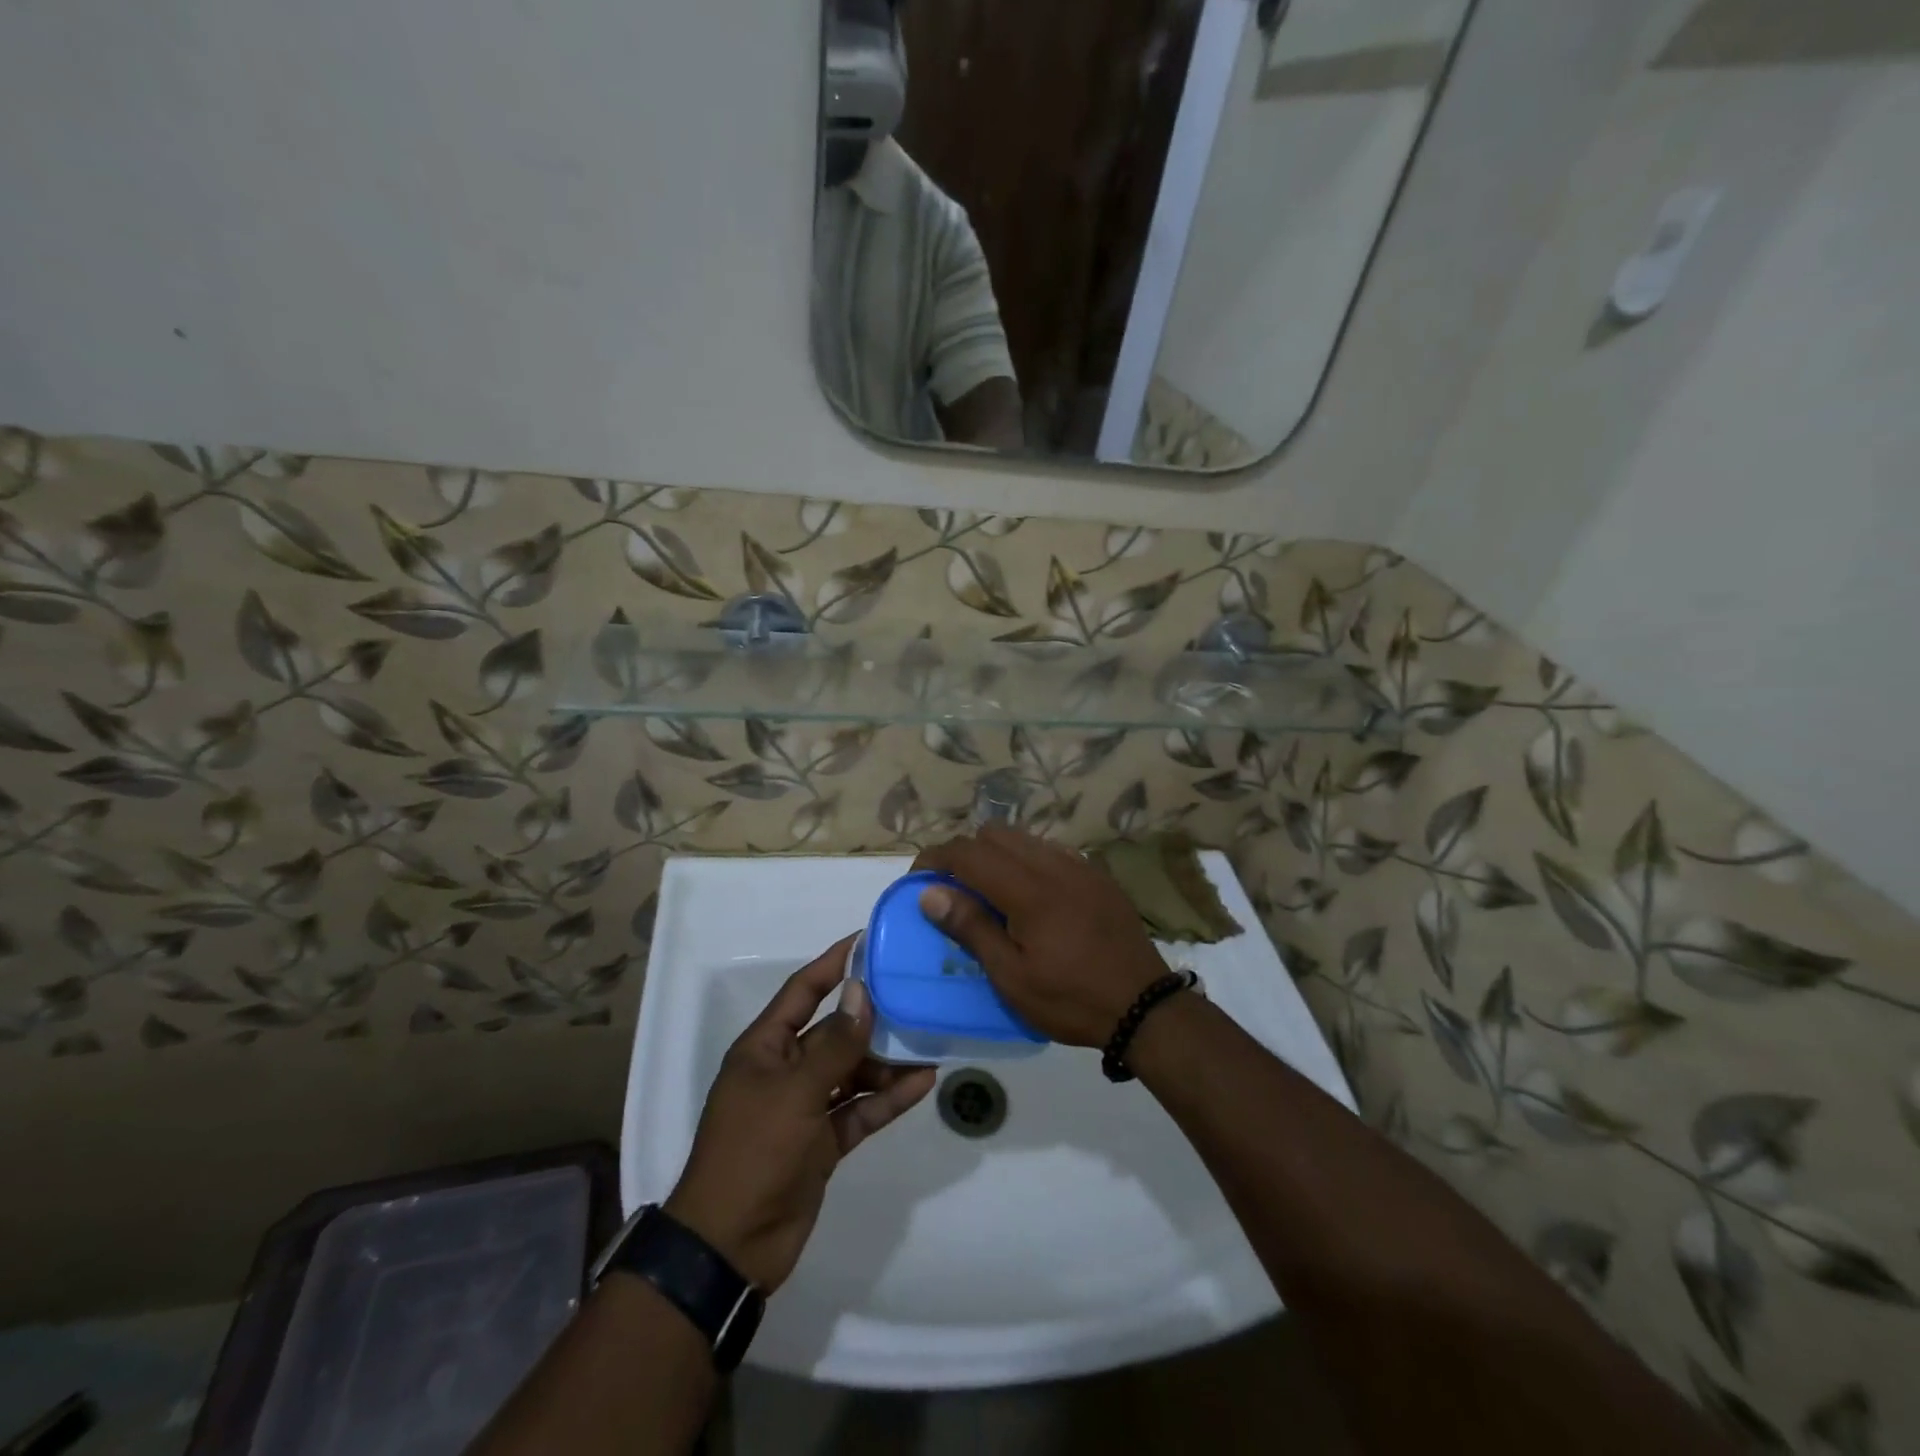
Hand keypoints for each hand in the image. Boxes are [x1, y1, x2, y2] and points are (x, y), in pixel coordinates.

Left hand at [665, 938, 935, 1293]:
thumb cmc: (754, 1152)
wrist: (730, 1246)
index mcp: (765, 1048)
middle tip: (915, 995)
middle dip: (872, 1017)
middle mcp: (785, 1070)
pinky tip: (922, 1084)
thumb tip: (862, 992)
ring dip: (887, 1061)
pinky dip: (887, 1099)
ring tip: (930, 1042)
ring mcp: (804, 1107)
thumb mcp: (795, 1091)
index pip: (803, 991)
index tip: (867, 940)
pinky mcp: (822, 1142)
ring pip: (852, 1071)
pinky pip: (859, 1109)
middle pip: (835, 1031)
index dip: (832, 964)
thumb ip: (834, 1043)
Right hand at [913, 826, 1169, 1047]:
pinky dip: (1026, 861)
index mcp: (1028, 890)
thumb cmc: (1071, 999)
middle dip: (965, 854)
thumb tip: (929, 893)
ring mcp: (1079, 866)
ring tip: (989, 894)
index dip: (935, 859)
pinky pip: (1050, 850)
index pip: (968, 852)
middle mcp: (1053, 864)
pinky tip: (1029, 896)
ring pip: (1023, 838)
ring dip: (996, 855)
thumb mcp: (1012, 977)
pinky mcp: (1096, 875)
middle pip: (994, 834)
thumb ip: (971, 928)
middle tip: (954, 891)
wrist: (1145, 1007)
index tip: (919, 881)